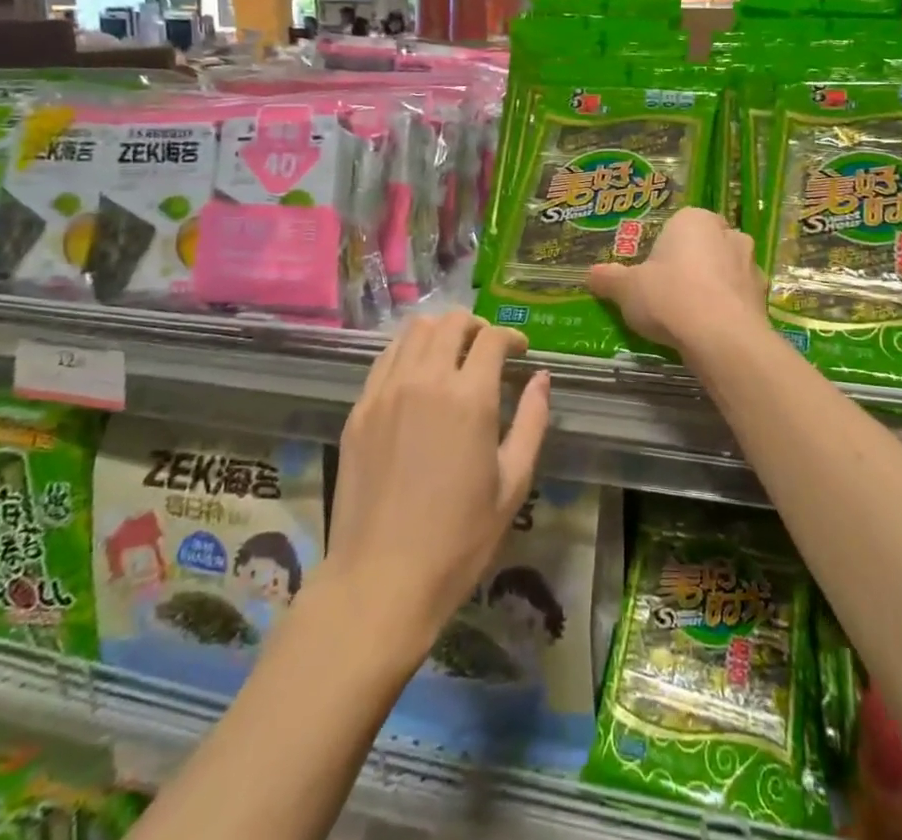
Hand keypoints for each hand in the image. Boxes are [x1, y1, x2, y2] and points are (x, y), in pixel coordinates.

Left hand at [324, 312, 550, 657]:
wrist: (381, 579)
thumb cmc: (459, 538)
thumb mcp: (513, 484)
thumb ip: (533, 422)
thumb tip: (541, 379)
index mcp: (470, 397)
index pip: (492, 338)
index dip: (512, 337)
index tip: (520, 351)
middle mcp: (426, 380)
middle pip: (451, 322)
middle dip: (476, 326)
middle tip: (487, 350)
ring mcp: (386, 392)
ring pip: (414, 330)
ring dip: (440, 332)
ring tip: (451, 355)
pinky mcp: (360, 409)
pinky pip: (385, 358)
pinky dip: (407, 352)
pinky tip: (416, 376)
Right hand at [587, 207, 765, 355]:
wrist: (721, 337)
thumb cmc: (669, 297)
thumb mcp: (627, 289)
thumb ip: (609, 279)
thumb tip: (590, 274)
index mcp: (694, 220)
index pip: (678, 226)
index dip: (663, 251)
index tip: (651, 275)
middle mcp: (728, 233)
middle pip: (704, 246)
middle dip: (691, 265)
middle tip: (670, 294)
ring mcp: (751, 264)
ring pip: (726, 271)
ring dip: (713, 287)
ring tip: (691, 317)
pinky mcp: (764, 296)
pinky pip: (739, 298)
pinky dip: (728, 309)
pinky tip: (711, 331)